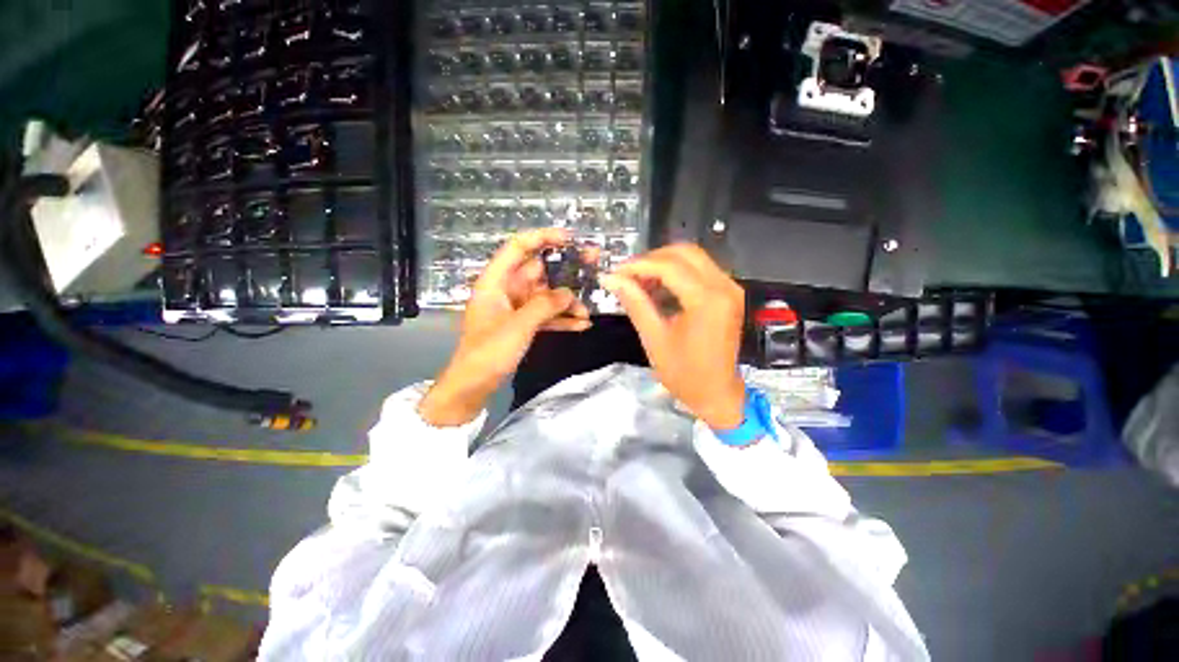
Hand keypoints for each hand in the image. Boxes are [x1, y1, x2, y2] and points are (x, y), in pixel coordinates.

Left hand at [418, 229, 591, 426]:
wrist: (474, 385)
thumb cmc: (488, 352)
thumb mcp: (518, 326)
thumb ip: (545, 306)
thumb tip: (569, 293)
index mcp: (496, 282)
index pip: (518, 248)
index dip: (543, 238)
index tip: (570, 239)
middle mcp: (507, 290)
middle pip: (539, 271)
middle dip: (566, 271)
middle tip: (593, 267)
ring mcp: (517, 308)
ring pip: (547, 296)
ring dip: (567, 302)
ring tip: (589, 309)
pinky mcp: (523, 324)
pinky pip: (546, 315)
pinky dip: (562, 319)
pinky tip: (582, 325)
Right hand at [599, 245, 745, 429]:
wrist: (717, 394)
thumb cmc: (684, 373)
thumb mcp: (654, 338)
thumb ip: (634, 302)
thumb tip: (610, 279)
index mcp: (707, 300)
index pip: (669, 266)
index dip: (638, 265)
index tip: (615, 272)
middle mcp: (724, 286)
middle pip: (684, 252)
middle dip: (652, 259)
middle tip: (627, 275)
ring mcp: (730, 288)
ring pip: (693, 257)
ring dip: (664, 264)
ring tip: (639, 281)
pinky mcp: (729, 294)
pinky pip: (701, 270)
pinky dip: (677, 273)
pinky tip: (659, 287)